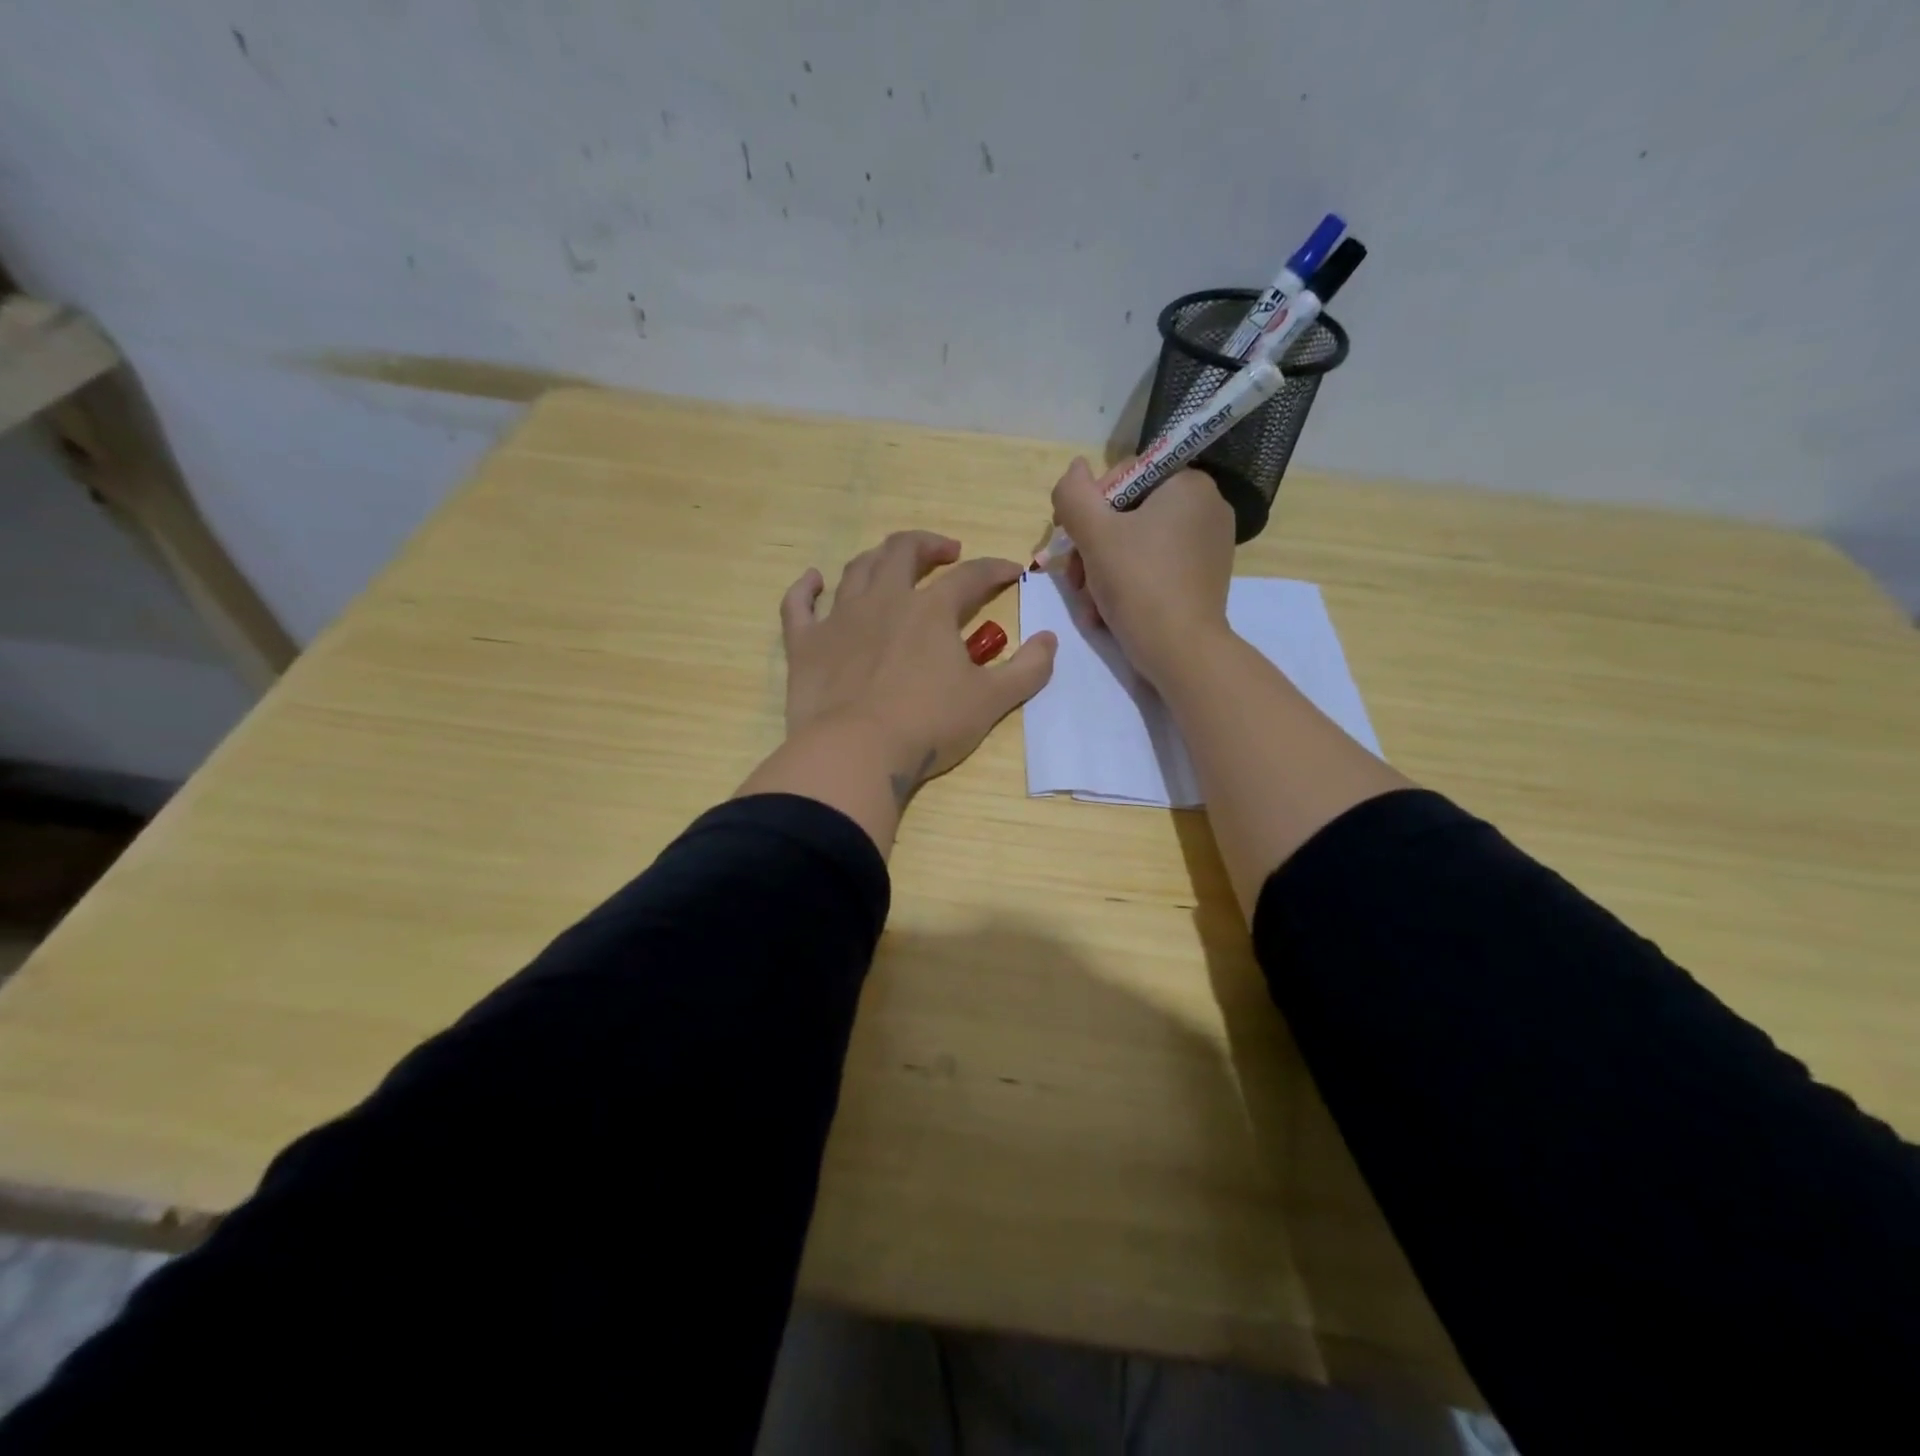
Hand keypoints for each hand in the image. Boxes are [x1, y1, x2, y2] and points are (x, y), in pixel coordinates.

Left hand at [739, 530, 1057, 852]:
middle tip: (945, 552)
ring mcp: (839, 618)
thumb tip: (1050, 640)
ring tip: (890, 563)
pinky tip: (813, 580)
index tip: (1010, 573)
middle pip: (904, 551)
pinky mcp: (806, 644)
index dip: (995, 569)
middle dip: (929, 544)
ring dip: (877, 558)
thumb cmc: (928, 727)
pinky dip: (805, 588)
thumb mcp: (991, 702)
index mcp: (931, 610)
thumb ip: (1028, 669)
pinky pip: (799, 604)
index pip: (971, 576)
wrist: (855, 753)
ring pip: (856, 569)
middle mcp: (884, 600)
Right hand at [1051, 457, 1234, 686]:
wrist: (1181, 651)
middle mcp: (1206, 507)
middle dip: (1092, 548)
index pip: (1124, 476)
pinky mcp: (1204, 578)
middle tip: (1074, 580)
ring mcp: (1209, 545)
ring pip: (1137, 545)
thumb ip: (1074, 494)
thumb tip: (1074, 467)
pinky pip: (1155, 567)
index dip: (1088, 507)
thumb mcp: (1094, 534)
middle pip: (1128, 515)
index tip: (1070, 541)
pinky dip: (1128, 585)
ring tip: (1088, 603)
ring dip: (1102, 571)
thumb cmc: (1138, 583)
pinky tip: (1107, 612)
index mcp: (1188, 484)